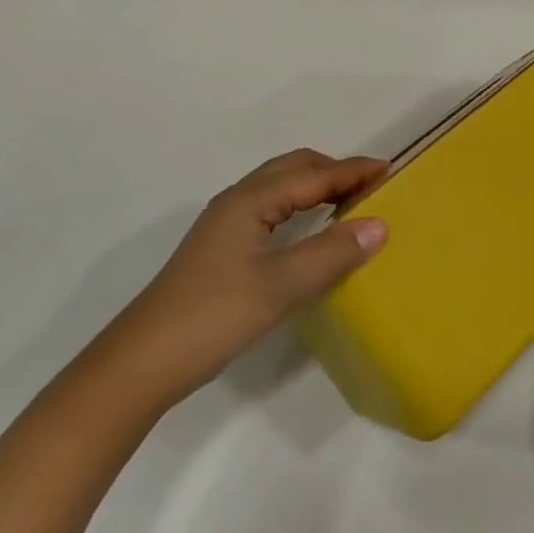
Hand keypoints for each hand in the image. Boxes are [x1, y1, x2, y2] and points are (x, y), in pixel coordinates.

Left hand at [110, 149, 389, 397]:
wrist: (142, 363)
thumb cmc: (213, 316)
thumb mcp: (280, 287)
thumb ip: (331, 254)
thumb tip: (380, 225)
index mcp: (250, 201)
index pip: (313, 175)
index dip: (352, 171)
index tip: (391, 170)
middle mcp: (237, 201)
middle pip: (293, 169)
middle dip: (334, 170)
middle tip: (372, 185)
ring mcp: (225, 225)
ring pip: (279, 188)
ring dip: (315, 186)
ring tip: (349, 202)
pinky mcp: (220, 248)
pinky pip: (270, 208)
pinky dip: (299, 206)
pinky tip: (308, 230)